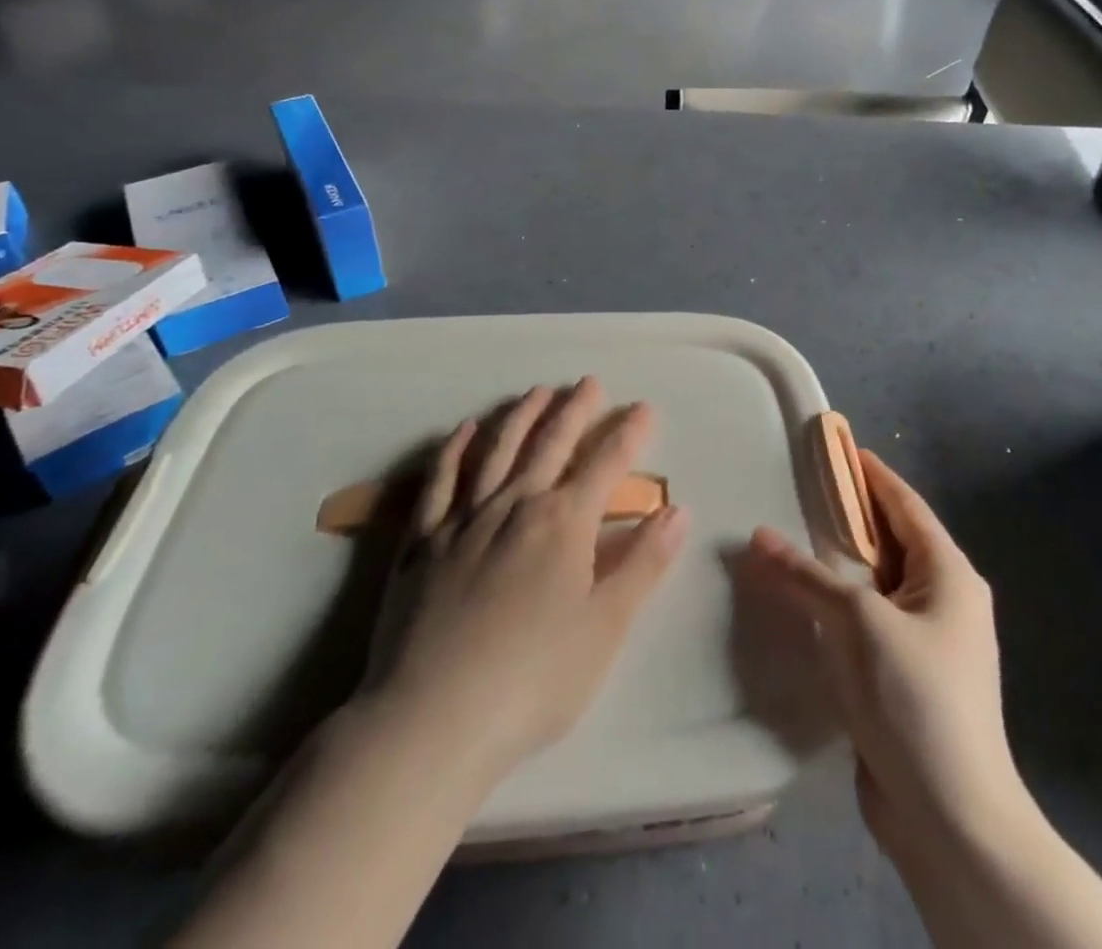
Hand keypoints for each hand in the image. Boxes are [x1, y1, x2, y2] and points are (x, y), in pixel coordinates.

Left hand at [369, 378, 688, 781]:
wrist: (432, 720)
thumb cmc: (534, 680)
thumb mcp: (605, 628)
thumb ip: (643, 564)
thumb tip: (678, 511)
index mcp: (563, 523)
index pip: (606, 464)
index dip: (629, 434)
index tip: (644, 408)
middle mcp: (515, 505)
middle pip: (551, 444)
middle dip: (575, 410)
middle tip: (588, 382)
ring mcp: (464, 519)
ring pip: (498, 450)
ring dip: (521, 416)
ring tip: (537, 391)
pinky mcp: (423, 541)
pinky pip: (440, 481)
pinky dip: (455, 450)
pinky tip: (465, 430)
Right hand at [746, 449, 1027, 866]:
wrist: (952, 818)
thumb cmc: (917, 699)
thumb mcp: (860, 623)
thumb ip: (808, 575)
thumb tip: (757, 536)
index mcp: (949, 575)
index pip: (905, 505)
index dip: (872, 475)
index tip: (838, 447)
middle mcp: (943, 599)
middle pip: (890, 540)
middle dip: (849, 515)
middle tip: (802, 488)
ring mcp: (925, 640)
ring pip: (875, 582)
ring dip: (839, 561)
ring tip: (795, 536)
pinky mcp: (904, 674)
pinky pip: (867, 619)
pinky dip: (838, 602)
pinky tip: (804, 599)